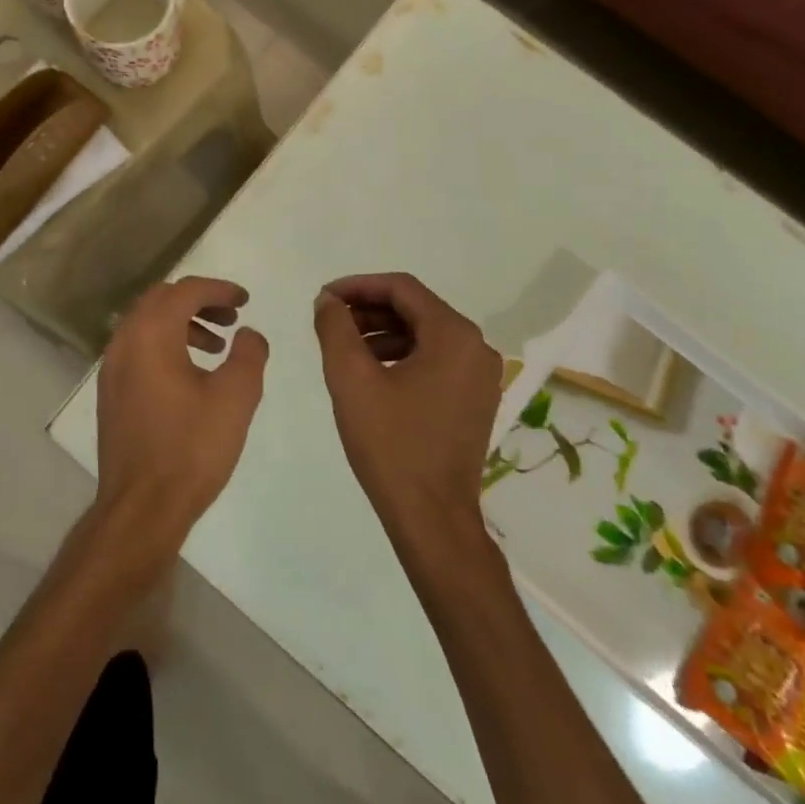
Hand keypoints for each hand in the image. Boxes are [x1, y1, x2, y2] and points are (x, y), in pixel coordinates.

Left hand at [95, 276, 269, 552]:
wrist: (141, 506)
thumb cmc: (191, 448)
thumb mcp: (235, 397)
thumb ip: (248, 354)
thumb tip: (248, 334)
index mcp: (151, 333)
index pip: (186, 291)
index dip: (219, 289)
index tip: (245, 301)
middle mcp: (124, 341)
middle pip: (161, 300)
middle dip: (199, 301)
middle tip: (231, 318)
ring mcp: (112, 368)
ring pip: (147, 324)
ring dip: (182, 324)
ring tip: (217, 348)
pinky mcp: (111, 392)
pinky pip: (138, 349)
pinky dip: (165, 345)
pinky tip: (190, 375)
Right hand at [313, 273, 503, 538]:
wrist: (432, 517)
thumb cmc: (391, 444)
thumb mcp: (351, 379)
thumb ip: (335, 328)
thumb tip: (328, 301)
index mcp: (453, 335)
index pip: (402, 288)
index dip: (358, 286)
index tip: (324, 298)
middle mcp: (476, 347)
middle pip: (415, 308)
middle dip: (368, 309)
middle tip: (329, 321)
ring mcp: (480, 375)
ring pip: (424, 334)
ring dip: (382, 333)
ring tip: (344, 347)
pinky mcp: (474, 399)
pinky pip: (435, 359)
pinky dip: (401, 355)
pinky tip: (371, 372)